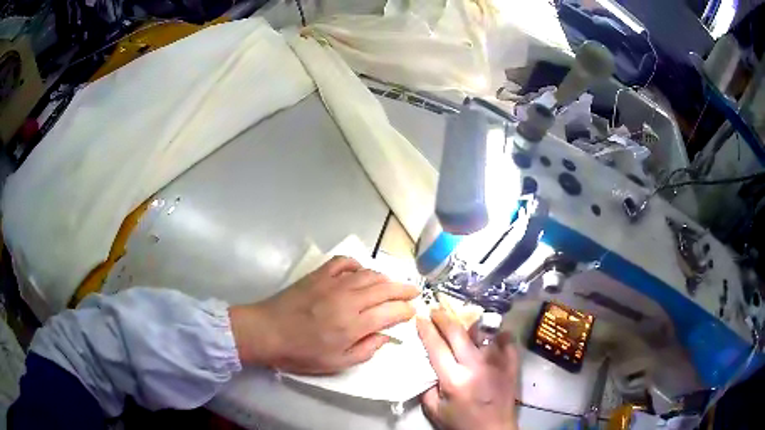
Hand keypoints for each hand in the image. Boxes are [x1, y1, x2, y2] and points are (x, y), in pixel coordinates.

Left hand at [230, 256, 419, 373]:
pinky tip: (360, 271)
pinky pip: (343, 262)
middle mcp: (348, 300)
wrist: (267, 331)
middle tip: (414, 291)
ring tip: (392, 283)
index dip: (405, 311)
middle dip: (404, 289)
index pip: (391, 312)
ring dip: (385, 277)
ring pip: (368, 274)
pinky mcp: (318, 275)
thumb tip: (386, 337)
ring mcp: (333, 284)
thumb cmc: (301, 353)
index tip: (411, 312)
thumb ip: (366, 350)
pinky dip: (356, 264)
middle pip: (385, 289)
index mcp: (354, 325)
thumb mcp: (336, 364)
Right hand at [417, 309, 518, 429]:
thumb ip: (427, 388)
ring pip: (482, 332)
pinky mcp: (511, 363)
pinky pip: (506, 339)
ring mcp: (497, 362)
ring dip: (469, 324)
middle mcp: (476, 366)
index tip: (420, 317)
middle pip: (458, 333)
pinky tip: (491, 333)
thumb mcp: (435, 411)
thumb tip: (426, 367)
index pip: (436, 347)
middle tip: (436, 310)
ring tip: (462, 319)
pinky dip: (497, 333)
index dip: (426, 330)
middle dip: (444, 318)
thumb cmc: (462, 422)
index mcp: (454, 379)